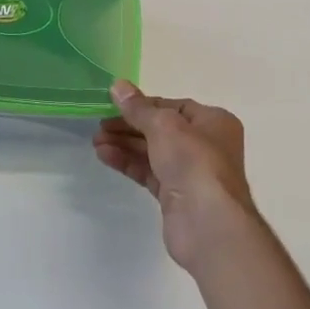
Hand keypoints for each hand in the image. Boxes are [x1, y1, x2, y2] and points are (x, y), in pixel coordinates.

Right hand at [93, 80, 255, 270]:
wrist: (207, 223)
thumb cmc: (193, 162)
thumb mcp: (164, 126)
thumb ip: (138, 107)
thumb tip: (118, 85)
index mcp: (213, 122)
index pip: (173, 106)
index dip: (144, 105)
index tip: (115, 104)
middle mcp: (205, 145)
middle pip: (160, 129)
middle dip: (129, 126)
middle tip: (99, 125)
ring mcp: (190, 172)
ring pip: (152, 152)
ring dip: (124, 144)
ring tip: (96, 141)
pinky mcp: (175, 195)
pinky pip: (148, 172)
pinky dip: (128, 163)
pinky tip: (105, 156)